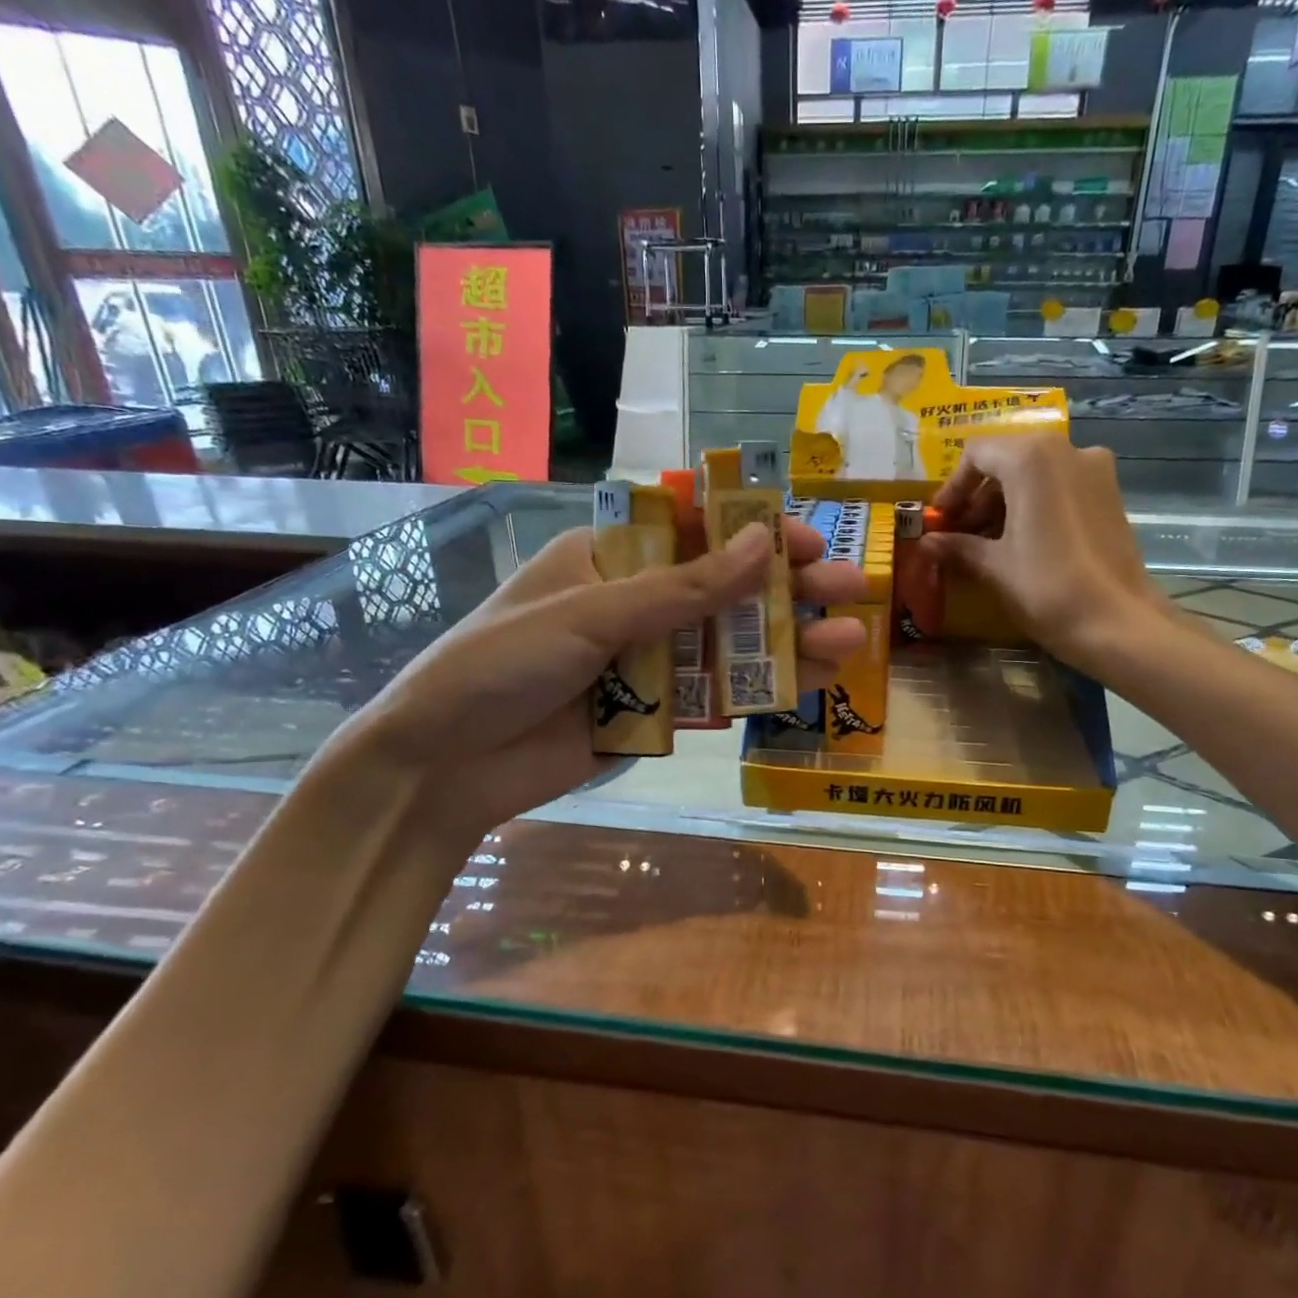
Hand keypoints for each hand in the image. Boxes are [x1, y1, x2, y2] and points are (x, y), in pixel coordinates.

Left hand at [342, 519, 866, 842]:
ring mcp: (647, 661)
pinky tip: (813, 685)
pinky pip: (715, 697)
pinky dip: (761, 691)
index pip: (696, 531)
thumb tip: (763, 545)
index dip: (755, 534)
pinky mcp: (654, 714)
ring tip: (853, 641)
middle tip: (853, 588)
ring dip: (789, 643)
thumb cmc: (501, 664)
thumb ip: (682, 588)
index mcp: (610, 558)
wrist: (444, 766)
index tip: (807, 542)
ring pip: (729, 645)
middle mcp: (635, 603)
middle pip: (724, 589)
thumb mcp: (592, 614)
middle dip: (788, 590)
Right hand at [922, 432, 1177, 671]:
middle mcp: (1067, 450)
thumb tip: (927, 542)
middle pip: (1007, 461)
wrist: (1118, 623)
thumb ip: (957, 546)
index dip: (952, 487)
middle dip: (978, 497)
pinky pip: (1060, 488)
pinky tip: (1021, 544)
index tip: (940, 521)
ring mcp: (1095, 470)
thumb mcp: (993, 566)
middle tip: (959, 535)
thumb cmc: (1045, 586)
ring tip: (987, 545)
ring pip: (1035, 475)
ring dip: (1004, 504)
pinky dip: (1034, 507)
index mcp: (1031, 458)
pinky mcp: (1110, 494)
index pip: (977, 454)